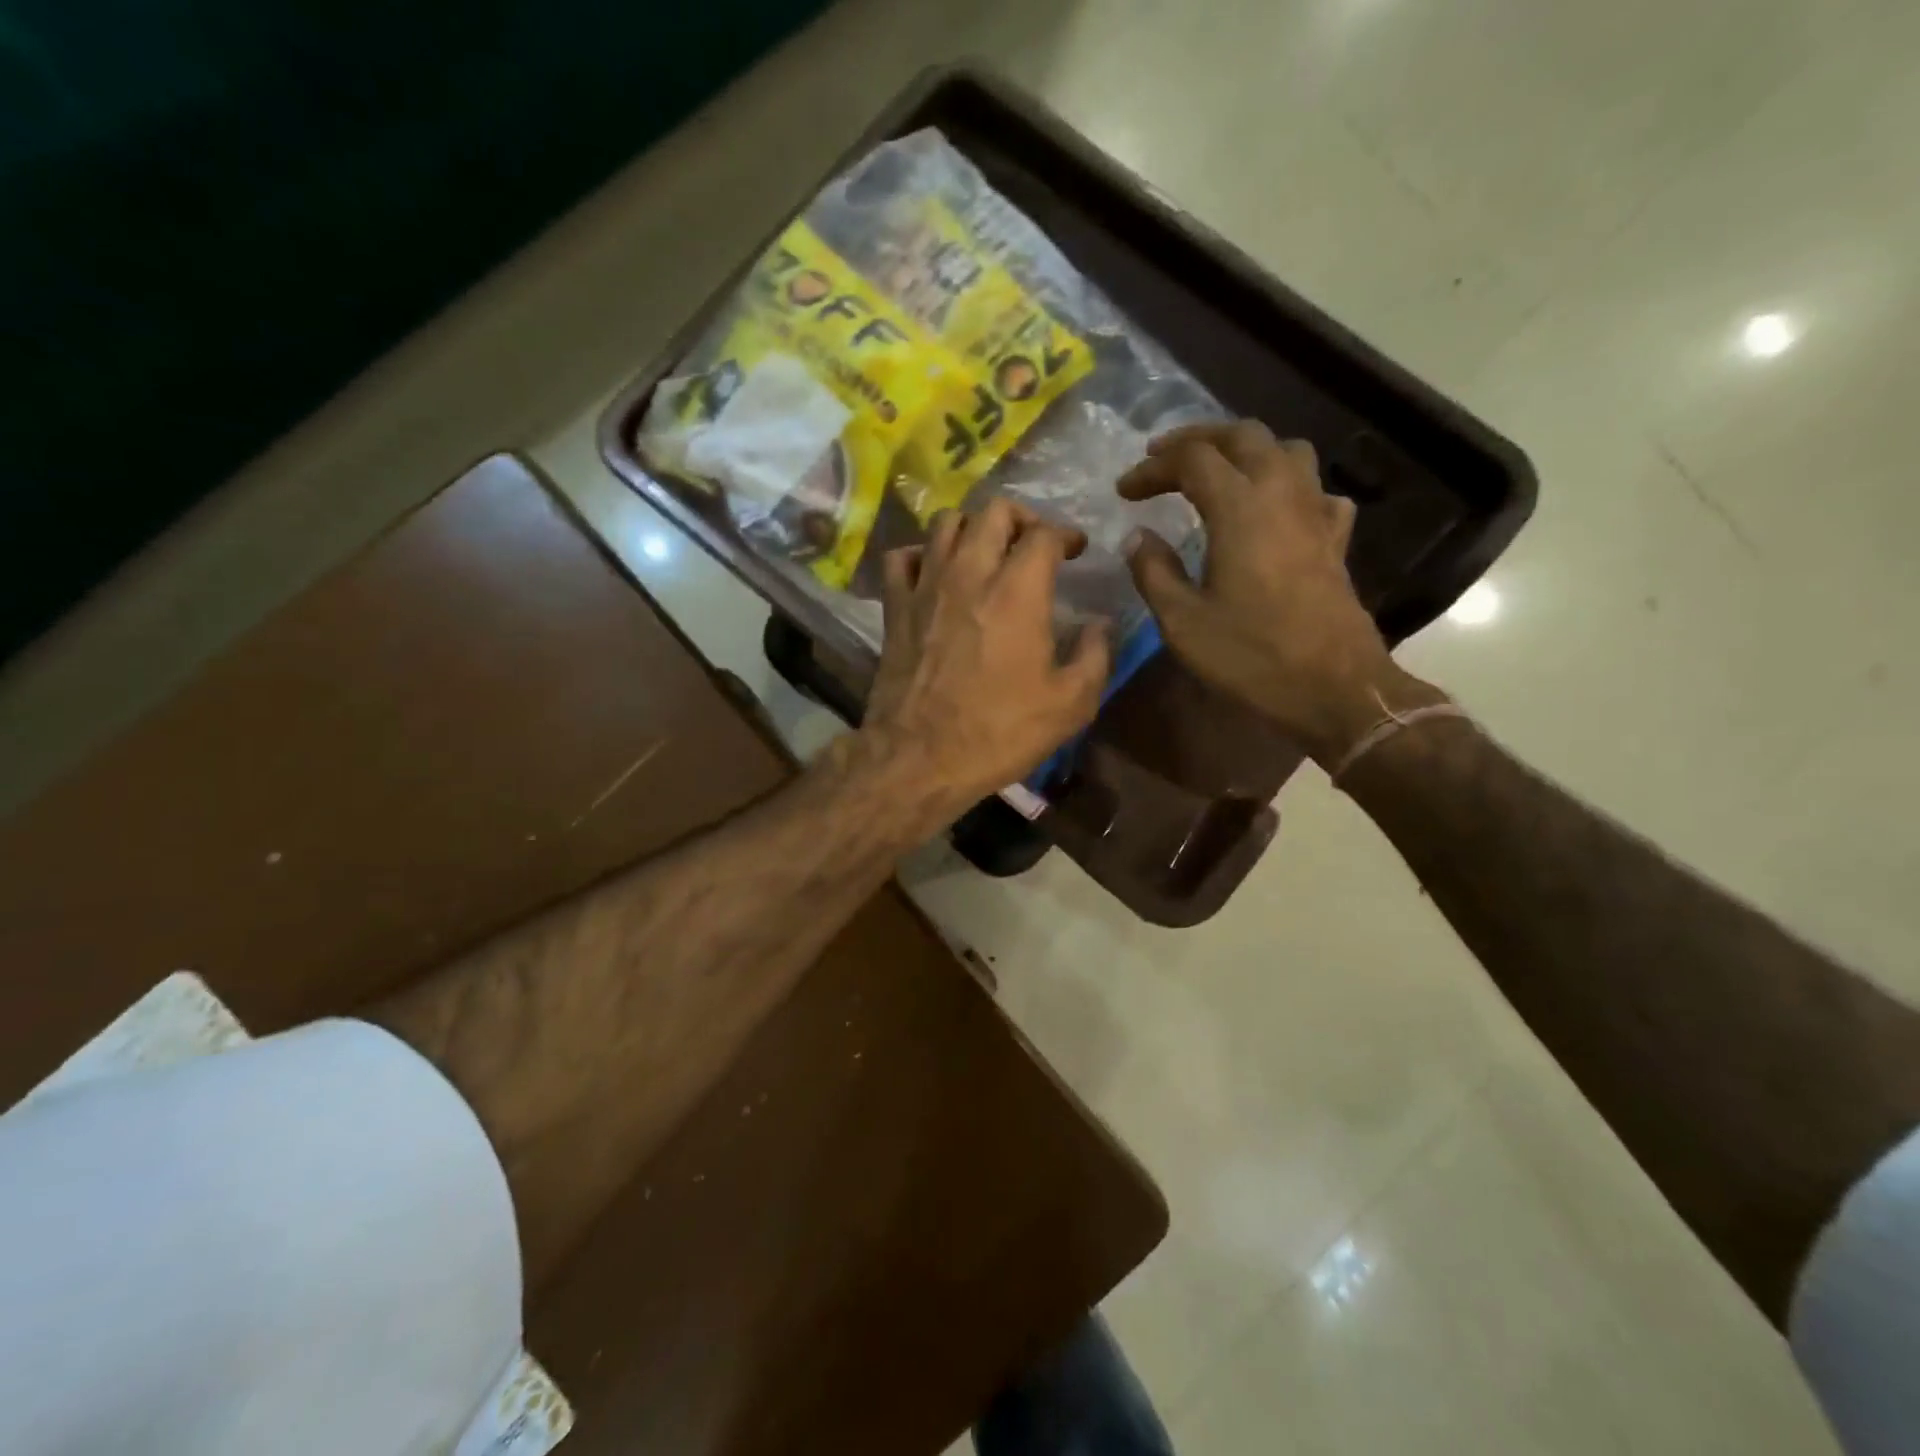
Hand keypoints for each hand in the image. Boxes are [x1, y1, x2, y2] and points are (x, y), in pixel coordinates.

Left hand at [861, 498, 1109, 815]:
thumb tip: (1099, 624)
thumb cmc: (999, 732)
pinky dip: (922, 555)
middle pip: (993, 511)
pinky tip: (935, 573)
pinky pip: (902, 557)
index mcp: (1018, 591)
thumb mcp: (1070, 705)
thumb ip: (1095, 655)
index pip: (1044, 534)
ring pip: (945, 522)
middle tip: (1033, 543)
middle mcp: (969, 573)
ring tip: (986, 551)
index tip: (1075, 550)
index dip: (1066, 535)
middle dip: (1022, 518)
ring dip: (973, 527)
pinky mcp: (894, 607)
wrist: (920, 758)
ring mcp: (926, 586)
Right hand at [1119, 420, 1443, 765]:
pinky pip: (1315, 491)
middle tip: (1163, 458)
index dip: (1153, 468)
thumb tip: (1138, 536)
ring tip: (1217, 472)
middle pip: (1244, 436)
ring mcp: (1316, 514)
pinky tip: (1273, 511)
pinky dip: (1288, 487)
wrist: (1334, 689)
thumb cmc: (1251, 657)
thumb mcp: (1183, 621)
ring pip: (1287, 451)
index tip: (1124, 491)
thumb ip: (1154, 572)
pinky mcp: (1334, 540)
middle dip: (1198, 438)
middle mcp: (1282, 495)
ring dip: (1247, 450)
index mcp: (1240, 509)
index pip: (1192, 460)